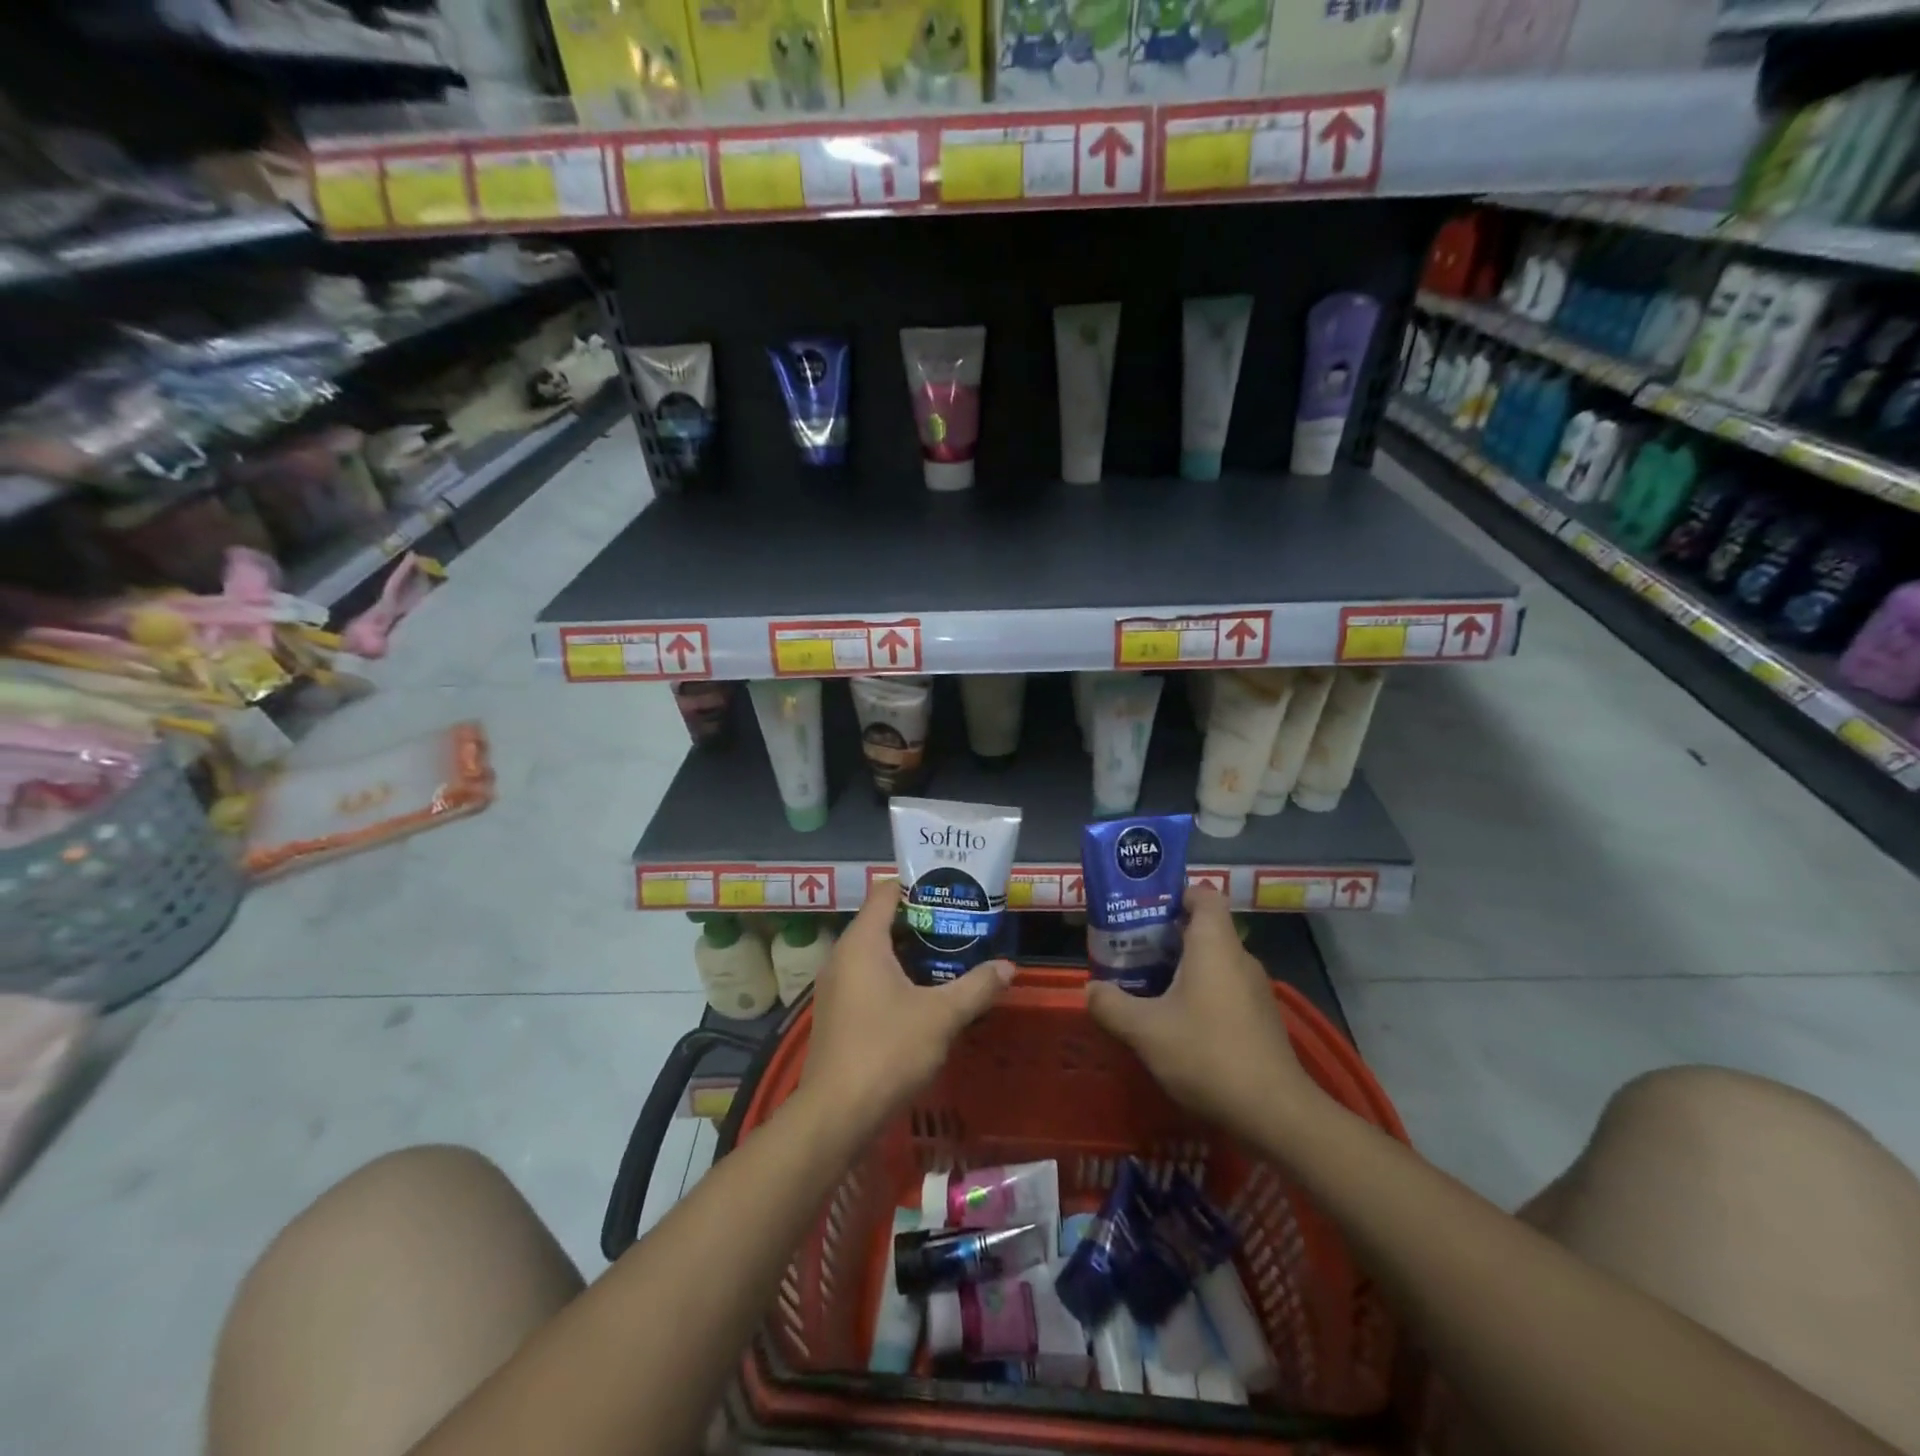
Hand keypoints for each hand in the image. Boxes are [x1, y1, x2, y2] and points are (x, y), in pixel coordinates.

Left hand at [801, 881, 1013, 1125]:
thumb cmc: (887, 1050)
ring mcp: (836, 985)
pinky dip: (896, 976)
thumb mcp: (942, 1016)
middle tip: (962, 924)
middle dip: (923, 921)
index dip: (919, 885)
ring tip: (952, 956)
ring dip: (912, 953)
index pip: (887, 891)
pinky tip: (925, 994)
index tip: (953, 890)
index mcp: (862, 942)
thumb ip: (976, 986)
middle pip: (883, 921)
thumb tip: (1008, 967)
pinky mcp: (837, 1012)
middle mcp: (843, 955)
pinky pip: (869, 978)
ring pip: (877, 953)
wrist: (836, 1115)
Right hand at [1086, 887, 1326, 1141]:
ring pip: (1213, 962)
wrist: (1275, 1114)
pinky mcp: (1260, 1020)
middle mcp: (1239, 959)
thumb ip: (1111, 1005)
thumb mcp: (1145, 1031)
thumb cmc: (1207, 1055)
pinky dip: (1199, 994)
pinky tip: (1175, 1024)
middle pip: (1203, 929)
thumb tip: (1091, 989)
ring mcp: (1255, 991)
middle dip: (1166, 936)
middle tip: (1130, 950)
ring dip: (1180, 968)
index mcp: (1214, 945)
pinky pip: (1224, 990)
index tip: (1145, 910)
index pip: (1204, 895)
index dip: (1176, 895)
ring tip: (1145, 987)